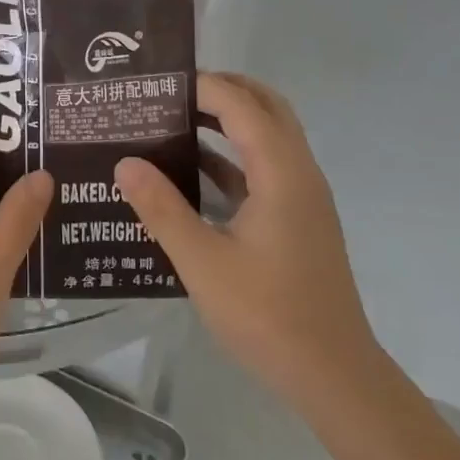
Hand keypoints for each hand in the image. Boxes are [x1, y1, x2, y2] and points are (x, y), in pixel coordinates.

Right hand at [116, 72, 380, 415]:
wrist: (333, 376)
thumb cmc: (268, 315)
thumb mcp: (202, 262)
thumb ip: (162, 209)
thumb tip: (125, 162)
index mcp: (282, 173)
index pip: (241, 104)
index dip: (202, 86)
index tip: (157, 83)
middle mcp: (299, 172)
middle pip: (265, 107)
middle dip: (221, 90)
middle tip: (170, 92)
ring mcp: (303, 197)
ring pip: (268, 136)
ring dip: (228, 120)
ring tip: (174, 120)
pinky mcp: (299, 219)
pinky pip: (265, 168)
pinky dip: (233, 156)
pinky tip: (193, 173)